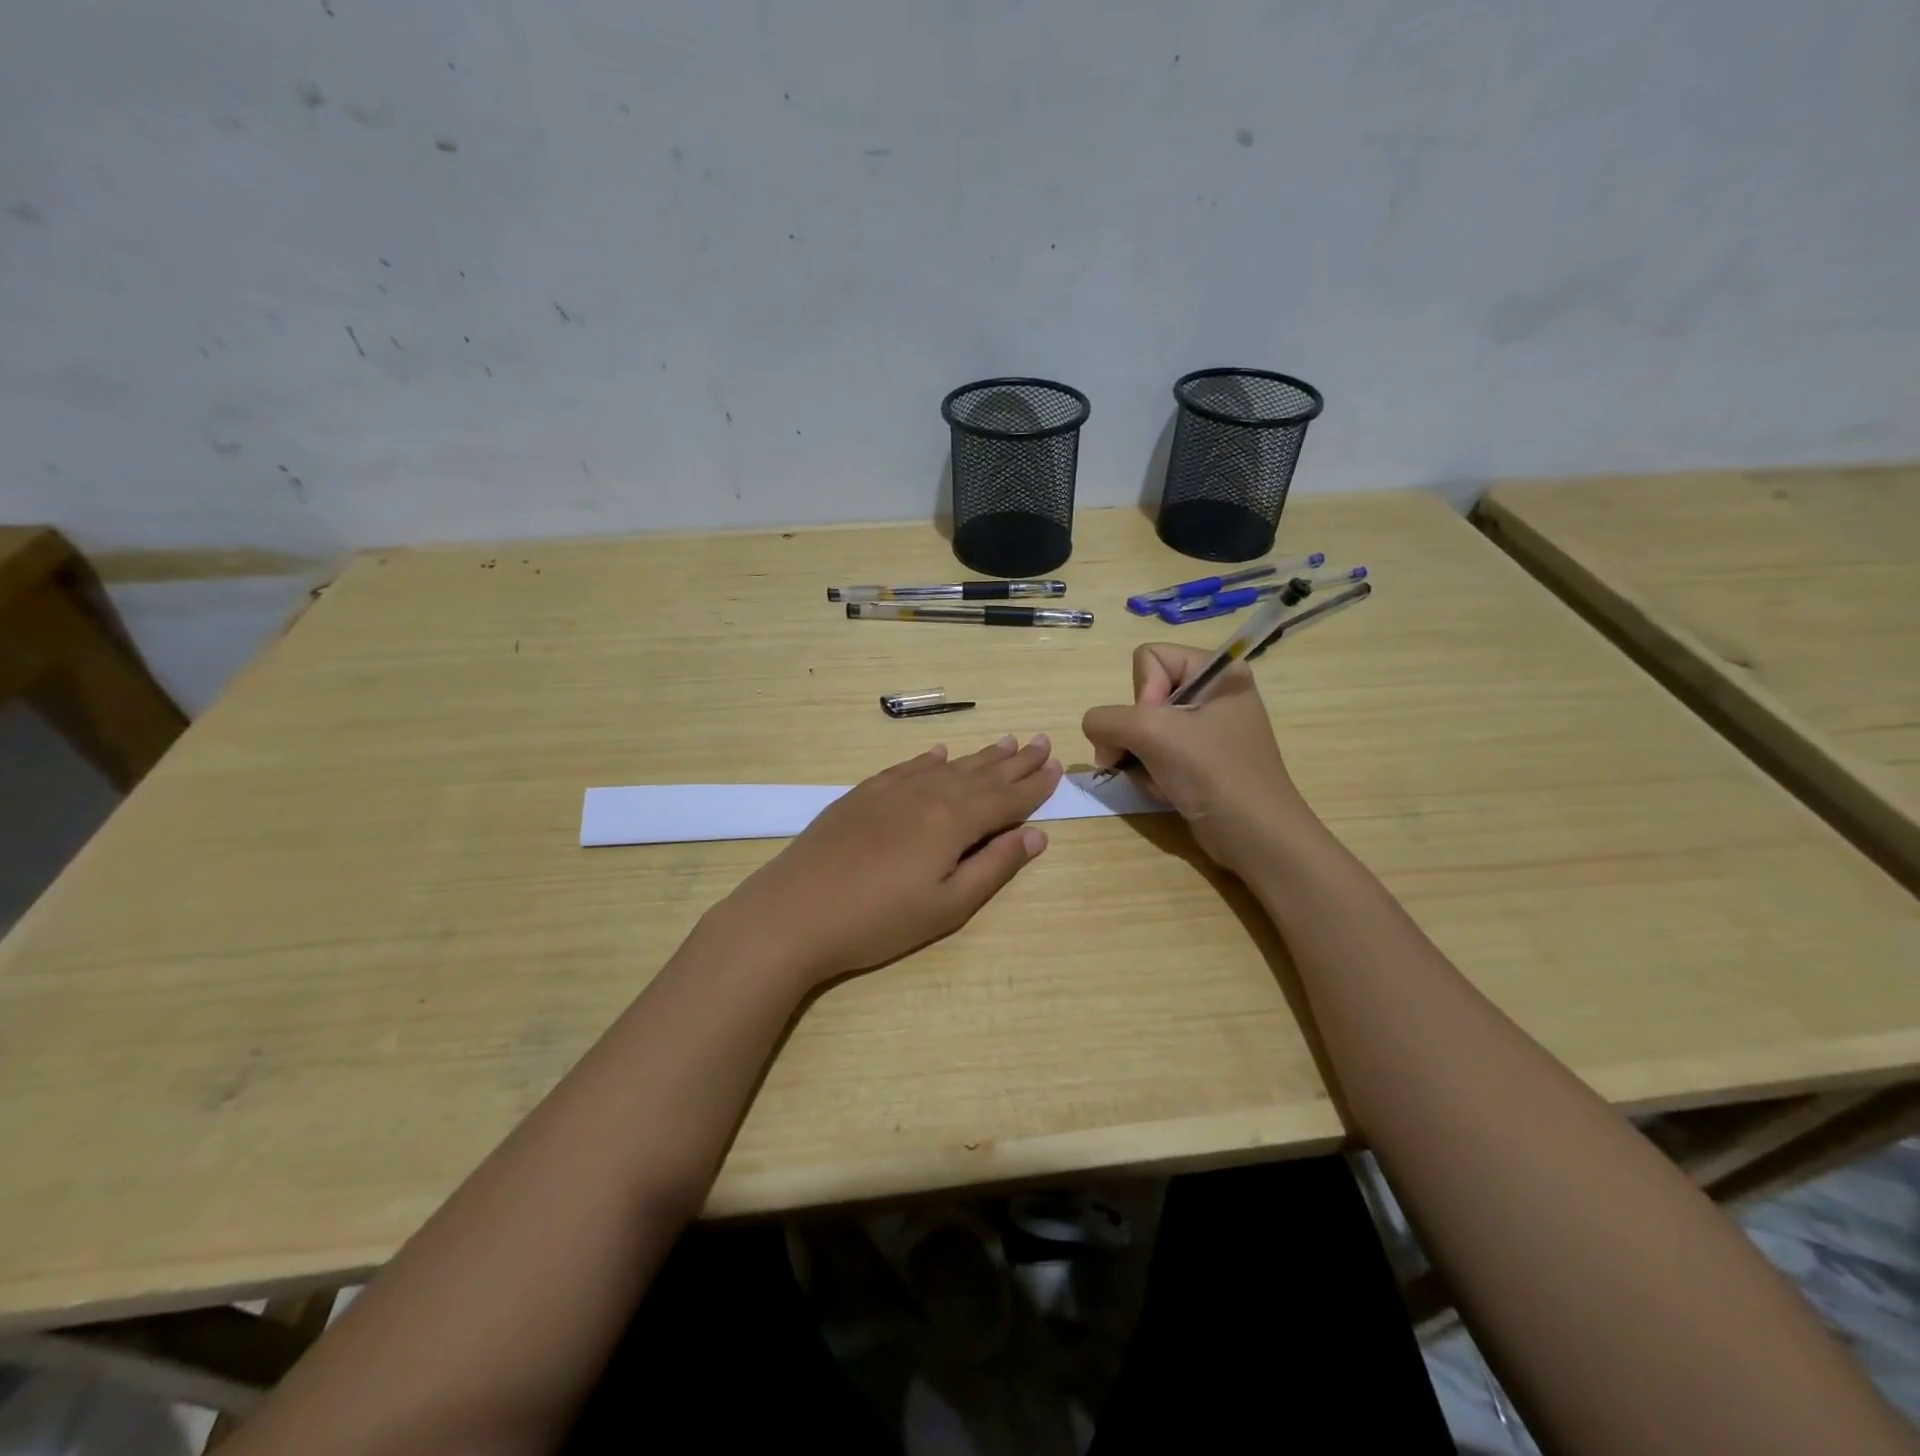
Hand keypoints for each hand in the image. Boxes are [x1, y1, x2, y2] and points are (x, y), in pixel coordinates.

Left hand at [719, 735, 1061, 986]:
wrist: (793, 912)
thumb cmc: (878, 921)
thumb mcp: (948, 906)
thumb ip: (994, 866)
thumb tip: (1037, 835)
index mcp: (954, 821)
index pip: (1006, 798)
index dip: (1034, 784)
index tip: (1057, 766)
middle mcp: (927, 794)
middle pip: (981, 774)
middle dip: (1015, 761)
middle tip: (1041, 741)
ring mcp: (891, 790)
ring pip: (947, 766)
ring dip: (979, 755)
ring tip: (1005, 741)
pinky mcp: (862, 795)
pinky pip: (907, 767)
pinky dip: (928, 759)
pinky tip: (938, 753)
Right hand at [1082, 644, 1308, 870]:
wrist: (1254, 836)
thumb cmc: (1211, 772)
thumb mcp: (1151, 732)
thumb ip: (1106, 719)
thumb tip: (1096, 732)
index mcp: (1218, 670)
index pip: (1149, 658)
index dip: (1142, 694)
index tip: (1158, 727)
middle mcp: (1213, 693)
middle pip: (1142, 697)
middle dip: (1134, 733)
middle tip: (1146, 758)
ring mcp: (1207, 730)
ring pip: (1142, 729)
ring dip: (1139, 758)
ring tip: (1159, 779)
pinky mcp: (1200, 761)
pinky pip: (1155, 754)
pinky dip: (1151, 773)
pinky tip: (1166, 790)